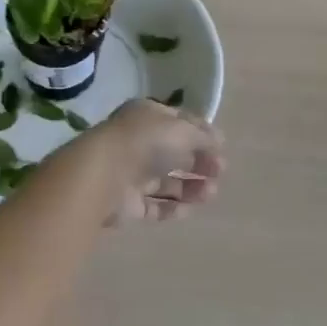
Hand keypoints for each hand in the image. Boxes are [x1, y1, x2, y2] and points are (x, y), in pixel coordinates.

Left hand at [81, 98, 225, 226]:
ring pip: (166, 181)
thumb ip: (203, 137)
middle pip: (174, 153)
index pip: (178, 122)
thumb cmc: (146, 142)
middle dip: (199, 161)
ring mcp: (131, 173)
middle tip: (220, 171)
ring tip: (211, 193)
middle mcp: (138, 142)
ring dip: (190, 186)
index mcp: (147, 116)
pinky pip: (155, 205)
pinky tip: (191, 208)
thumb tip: (219, 142)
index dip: (201, 133)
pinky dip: (173, 207)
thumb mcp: (182, 130)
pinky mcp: (128, 204)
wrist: (104, 175)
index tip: (222, 146)